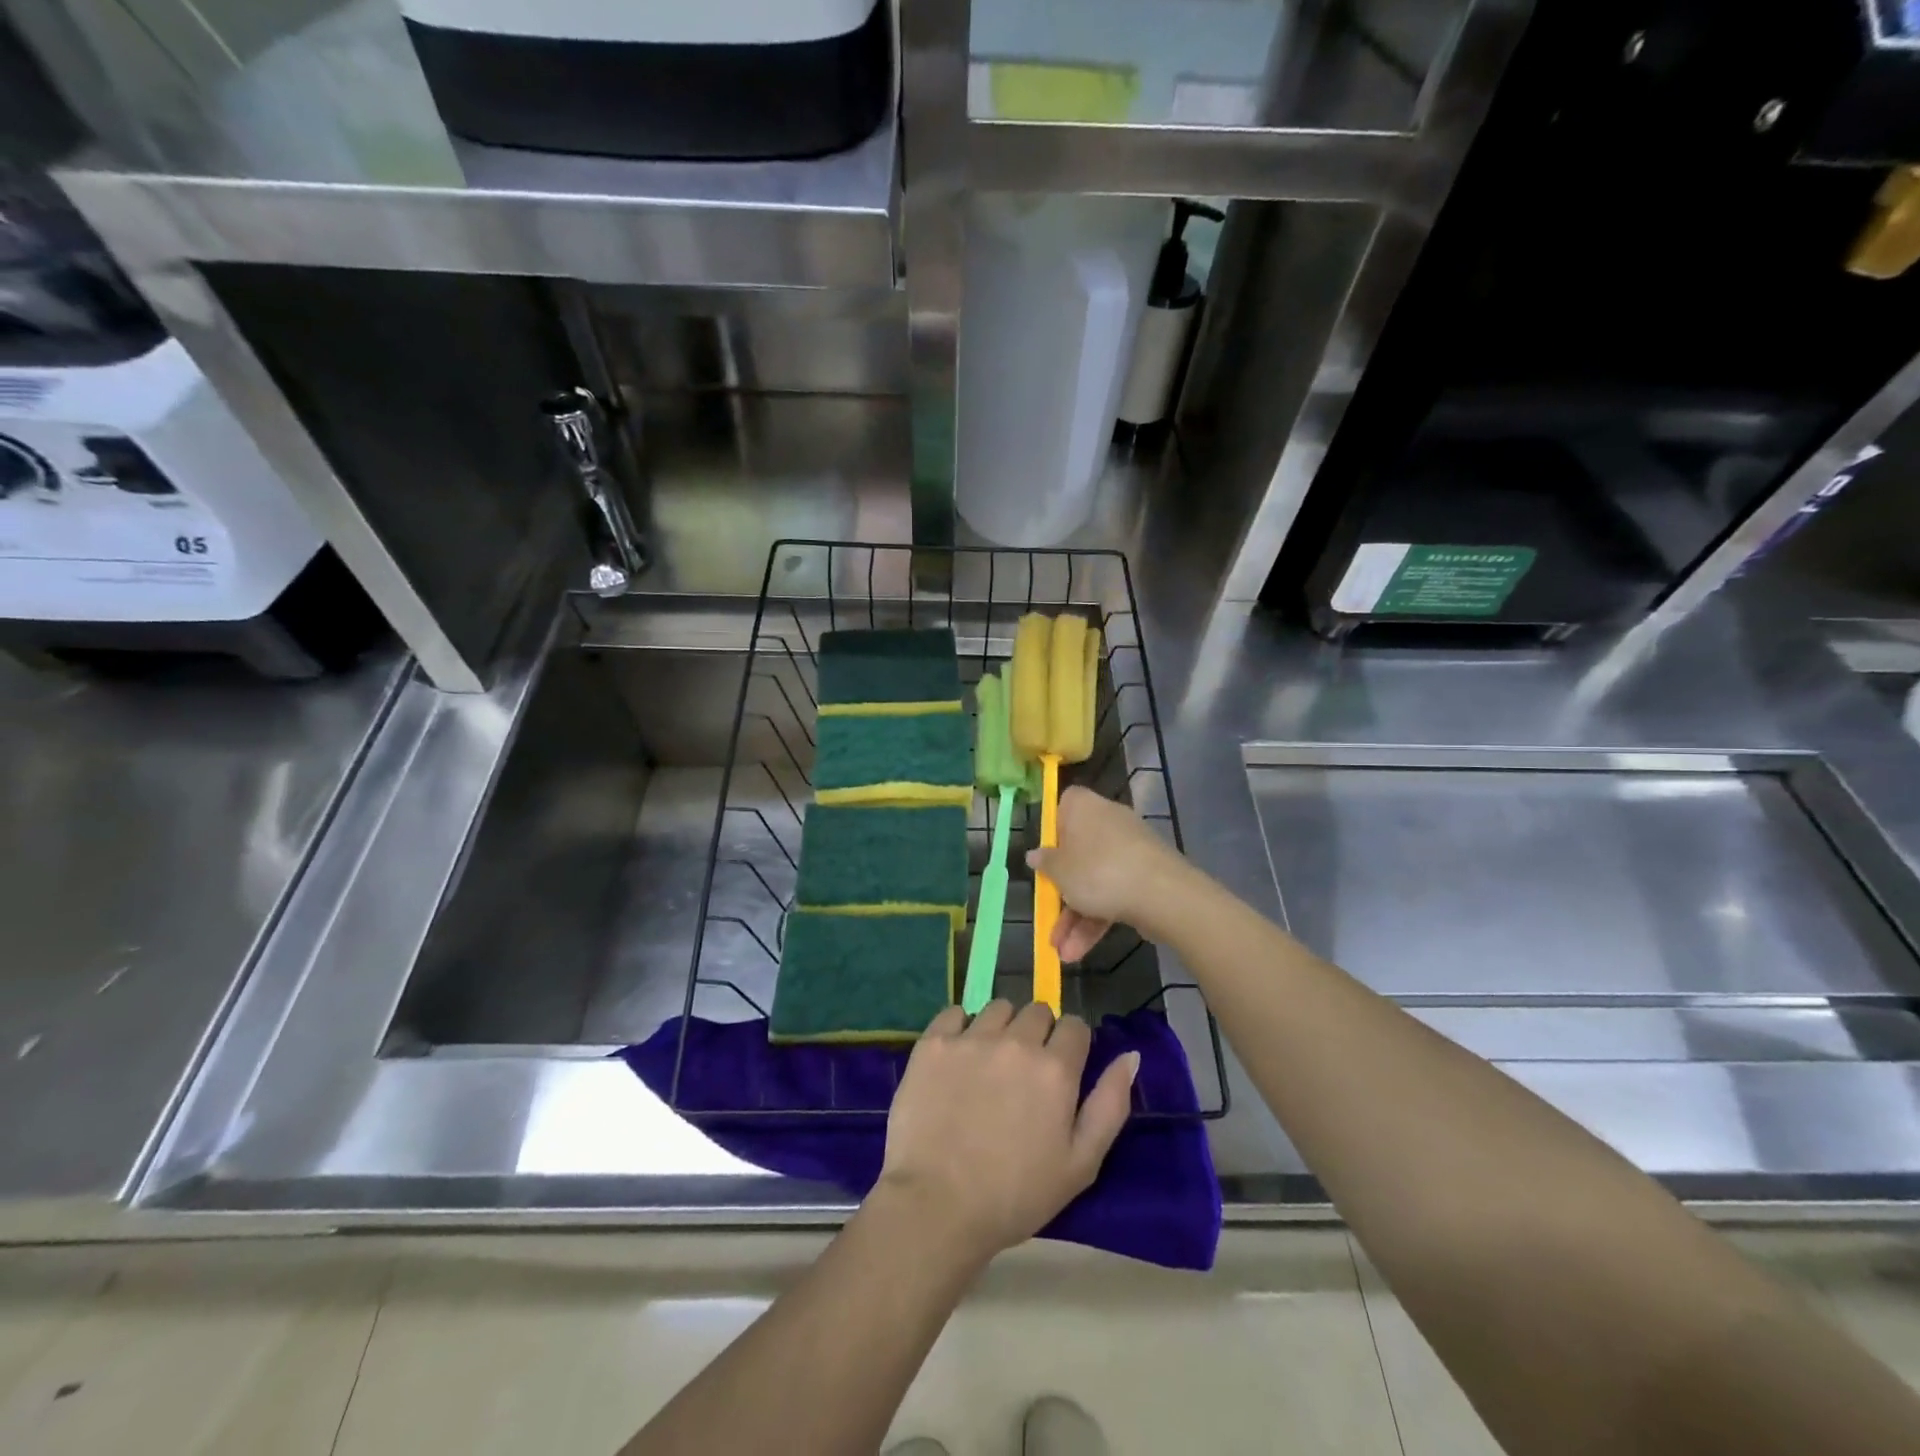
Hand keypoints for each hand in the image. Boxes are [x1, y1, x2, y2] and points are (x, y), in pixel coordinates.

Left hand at [876, 1001, 1139, 1264]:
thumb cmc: (1016, 1195)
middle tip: (1024, 1072)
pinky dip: (960, 1028)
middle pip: (1037, 1010)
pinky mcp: (933, 1043)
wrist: (937, 1206)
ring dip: (1001, 1027)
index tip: (1060, 1071)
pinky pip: (954, 1012)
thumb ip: (1110, 1104)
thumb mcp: (1081, 1164)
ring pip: (998, 1008)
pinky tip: (957, 1058)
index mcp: (1055, 1068)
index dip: (1071, 1045)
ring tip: (989, 1064)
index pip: (1075, 1026)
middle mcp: (1016, 1041)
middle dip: (1038, 1033)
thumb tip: (1130, 1056)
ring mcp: (971, 1038)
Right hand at [1027, 787, 1190, 961]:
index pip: (1063, 807)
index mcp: (1084, 807)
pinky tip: (1080, 951)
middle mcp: (1108, 821)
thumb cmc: (1097, 872)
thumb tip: (1035, 854)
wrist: (1162, 894)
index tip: (1044, 858)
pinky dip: (1098, 918)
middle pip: (1077, 852)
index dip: (1052, 832)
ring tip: (1062, 952)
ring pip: (1095, 880)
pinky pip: (1114, 892)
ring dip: (1076, 917)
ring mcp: (1129, 850)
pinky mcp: (1145, 874)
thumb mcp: (1059, 871)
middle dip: (1062, 892)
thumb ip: (1045, 863)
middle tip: (1049, 917)